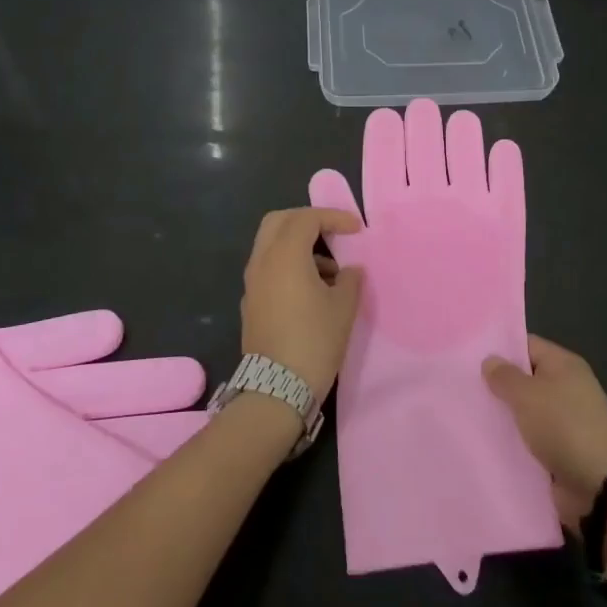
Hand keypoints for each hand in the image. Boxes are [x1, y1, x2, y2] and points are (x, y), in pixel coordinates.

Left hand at [240, 207, 364, 404]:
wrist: (276, 389)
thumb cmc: (314, 341)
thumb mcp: (343, 308)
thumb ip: (350, 279)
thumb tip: (349, 270)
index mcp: (285, 255)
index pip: (306, 218)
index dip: (333, 217)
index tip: (356, 229)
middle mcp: (262, 262)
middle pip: (279, 221)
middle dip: (307, 221)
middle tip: (332, 233)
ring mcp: (252, 283)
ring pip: (271, 245)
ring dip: (299, 245)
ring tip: (331, 271)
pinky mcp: (251, 302)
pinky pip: (269, 267)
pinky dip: (289, 264)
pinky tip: (312, 290)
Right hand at [483, 335, 606, 526]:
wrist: (602, 487)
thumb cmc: (564, 427)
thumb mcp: (528, 395)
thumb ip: (504, 376)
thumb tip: (490, 360)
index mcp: (564, 365)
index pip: (526, 346)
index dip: (500, 349)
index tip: (468, 357)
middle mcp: (565, 389)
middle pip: (524, 381)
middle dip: (497, 386)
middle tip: (460, 388)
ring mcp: (563, 423)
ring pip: (524, 414)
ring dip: (502, 419)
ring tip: (465, 417)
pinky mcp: (559, 453)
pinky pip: (529, 442)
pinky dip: (512, 444)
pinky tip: (483, 445)